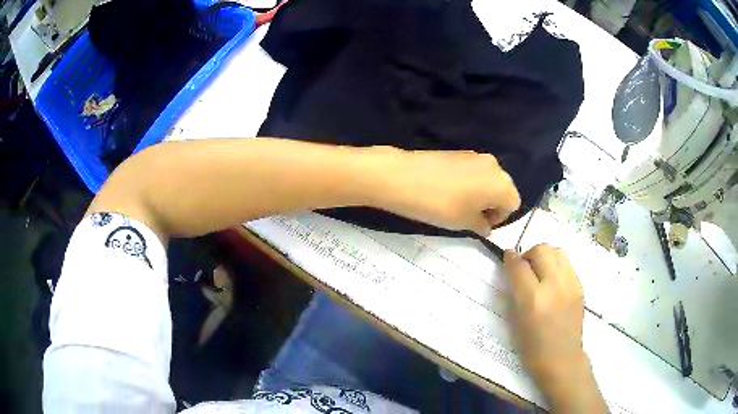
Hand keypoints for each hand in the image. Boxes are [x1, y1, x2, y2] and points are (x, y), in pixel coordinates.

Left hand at [380, 149, 520, 235]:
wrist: (403, 177)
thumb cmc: (441, 205)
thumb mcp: (464, 222)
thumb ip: (482, 225)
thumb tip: (486, 225)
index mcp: (502, 183)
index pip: (513, 204)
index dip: (500, 218)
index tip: (482, 225)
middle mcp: (494, 165)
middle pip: (502, 189)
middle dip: (492, 205)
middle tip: (472, 217)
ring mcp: (476, 155)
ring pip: (488, 179)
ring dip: (481, 193)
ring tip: (459, 205)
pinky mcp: (459, 151)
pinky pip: (473, 171)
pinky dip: (469, 182)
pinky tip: (450, 191)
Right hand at [503, 245, 607, 412]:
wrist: (562, 359)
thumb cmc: (532, 349)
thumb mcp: (516, 322)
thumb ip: (514, 293)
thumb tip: (512, 270)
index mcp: (533, 300)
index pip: (519, 266)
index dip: (510, 257)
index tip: (506, 256)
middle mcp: (554, 286)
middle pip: (541, 250)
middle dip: (529, 254)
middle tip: (524, 267)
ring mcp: (570, 284)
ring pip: (557, 251)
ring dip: (545, 255)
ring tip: (540, 270)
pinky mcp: (580, 286)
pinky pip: (567, 263)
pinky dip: (556, 264)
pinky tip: (553, 280)